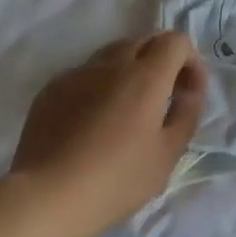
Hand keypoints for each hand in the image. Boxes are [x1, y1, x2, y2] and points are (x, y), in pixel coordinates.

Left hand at [11, 32, 207, 236]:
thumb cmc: (116, 179)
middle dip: (162, 59)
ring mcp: (77, 73)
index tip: (189, 92)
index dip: (190, 61)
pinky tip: (94, 121)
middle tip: (164, 96)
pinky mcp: (52, 88)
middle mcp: (112, 63)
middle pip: (145, 39)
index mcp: (145, 76)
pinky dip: (100, 85)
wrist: (45, 197)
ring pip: (113, 53)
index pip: (176, 41)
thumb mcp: (168, 154)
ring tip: (128, 108)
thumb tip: (188, 90)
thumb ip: (187, 113)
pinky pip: (85, 73)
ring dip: (130, 69)